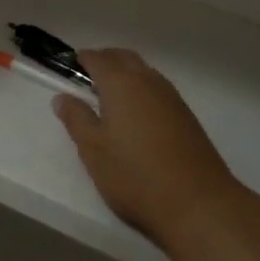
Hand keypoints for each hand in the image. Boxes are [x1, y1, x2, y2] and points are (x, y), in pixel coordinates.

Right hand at [54, 49, 245, 251]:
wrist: (198, 203)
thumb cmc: (135, 175)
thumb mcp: (94, 150)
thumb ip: (76, 119)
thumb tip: (62, 97)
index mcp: (120, 84)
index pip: (97, 58)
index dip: (82, 59)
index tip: (70, 66)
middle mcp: (147, 81)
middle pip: (123, 57)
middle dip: (105, 60)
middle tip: (88, 76)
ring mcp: (171, 97)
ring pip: (144, 71)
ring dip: (126, 73)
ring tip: (110, 95)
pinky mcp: (186, 115)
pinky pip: (158, 88)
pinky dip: (142, 88)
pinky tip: (137, 114)